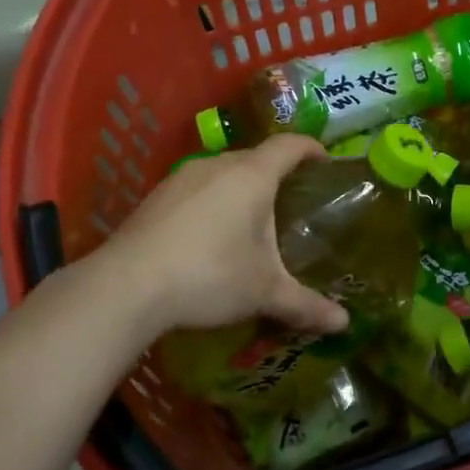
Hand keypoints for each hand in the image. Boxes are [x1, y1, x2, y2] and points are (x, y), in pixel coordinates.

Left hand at [91, 136, 349, 339]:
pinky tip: (208, 237)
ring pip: (223, 173)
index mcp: (252, 176)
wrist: (126, 286)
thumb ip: (305, 305)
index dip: (311, 148)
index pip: (289, 145)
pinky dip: (212, 203)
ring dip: (241, 189)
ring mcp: (181, 178)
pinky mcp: (155, 197)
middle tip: (292, 202)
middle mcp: (217, 165)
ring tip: (251, 222)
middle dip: (276, 175)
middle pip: (255, 158)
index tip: (325, 161)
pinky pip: (197, 189)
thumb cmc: (209, 275)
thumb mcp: (263, 292)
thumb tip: (344, 324)